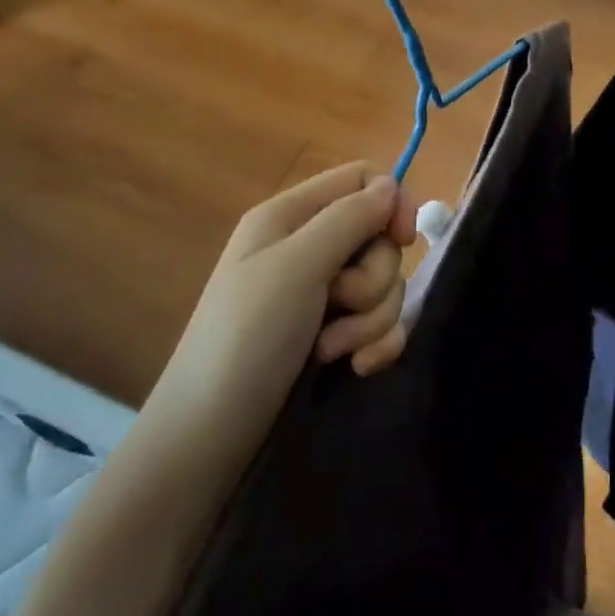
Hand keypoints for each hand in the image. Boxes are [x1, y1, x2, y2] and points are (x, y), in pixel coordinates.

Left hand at [141, 163, 417, 463]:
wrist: (210, 437)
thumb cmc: (247, 337)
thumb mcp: (296, 266)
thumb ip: (349, 218)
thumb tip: (391, 185)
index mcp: (292, 216)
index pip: (361, 178)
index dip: (391, 201)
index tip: (403, 239)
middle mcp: (309, 247)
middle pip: (379, 236)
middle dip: (374, 278)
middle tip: (341, 304)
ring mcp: (322, 294)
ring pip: (384, 283)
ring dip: (371, 318)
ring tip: (334, 349)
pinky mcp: (335, 335)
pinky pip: (381, 322)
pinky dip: (376, 342)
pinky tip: (357, 368)